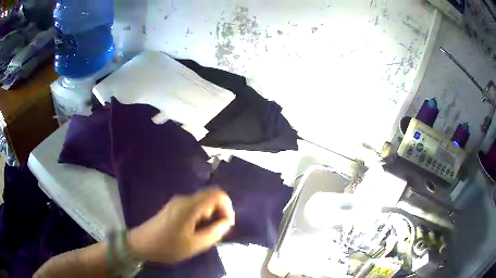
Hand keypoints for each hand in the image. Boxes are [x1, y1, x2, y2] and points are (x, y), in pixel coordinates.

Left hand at [128, 187, 234, 263]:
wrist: (142, 243)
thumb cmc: (168, 246)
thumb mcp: (195, 244)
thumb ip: (214, 232)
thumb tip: (227, 222)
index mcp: (190, 206)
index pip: (217, 194)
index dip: (227, 207)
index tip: (226, 224)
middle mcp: (185, 199)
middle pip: (211, 196)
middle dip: (219, 212)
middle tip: (215, 231)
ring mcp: (178, 202)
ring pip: (202, 202)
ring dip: (209, 215)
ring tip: (203, 233)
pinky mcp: (174, 206)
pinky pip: (194, 206)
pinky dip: (201, 215)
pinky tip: (194, 230)